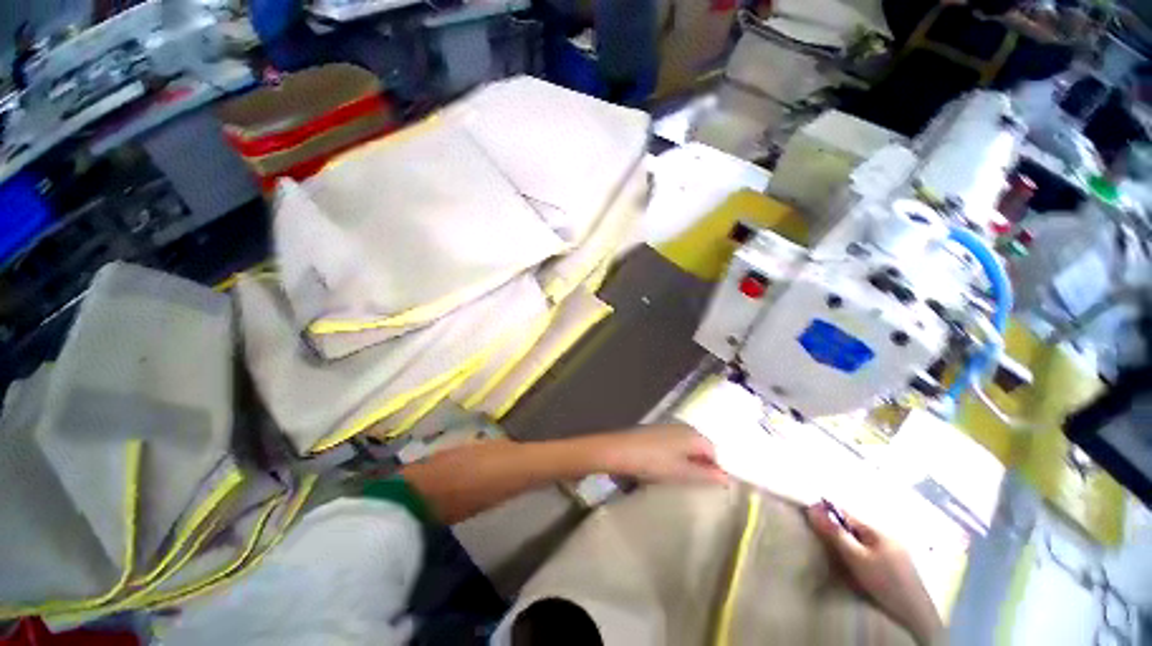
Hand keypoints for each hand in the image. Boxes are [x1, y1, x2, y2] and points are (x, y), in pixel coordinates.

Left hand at [594, 424, 729, 485]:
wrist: (621, 450)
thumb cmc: (654, 462)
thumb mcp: (683, 472)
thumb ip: (706, 475)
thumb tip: (727, 478)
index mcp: (694, 435)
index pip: (714, 452)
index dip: (714, 470)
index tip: (709, 487)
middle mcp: (684, 427)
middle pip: (700, 447)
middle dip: (701, 465)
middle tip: (694, 484)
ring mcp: (668, 427)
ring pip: (686, 446)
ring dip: (687, 461)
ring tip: (679, 478)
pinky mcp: (656, 431)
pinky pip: (674, 444)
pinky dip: (675, 456)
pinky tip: (665, 467)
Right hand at [807, 502, 941, 644]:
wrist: (916, 613)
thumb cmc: (884, 582)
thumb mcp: (856, 558)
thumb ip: (835, 533)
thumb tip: (812, 507)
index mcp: (875, 527)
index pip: (843, 511)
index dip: (825, 512)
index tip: (808, 518)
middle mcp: (885, 531)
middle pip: (852, 523)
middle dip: (836, 527)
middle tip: (821, 539)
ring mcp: (894, 546)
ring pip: (862, 536)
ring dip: (847, 539)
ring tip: (836, 551)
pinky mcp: (898, 561)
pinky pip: (871, 546)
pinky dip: (859, 549)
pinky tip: (857, 562)